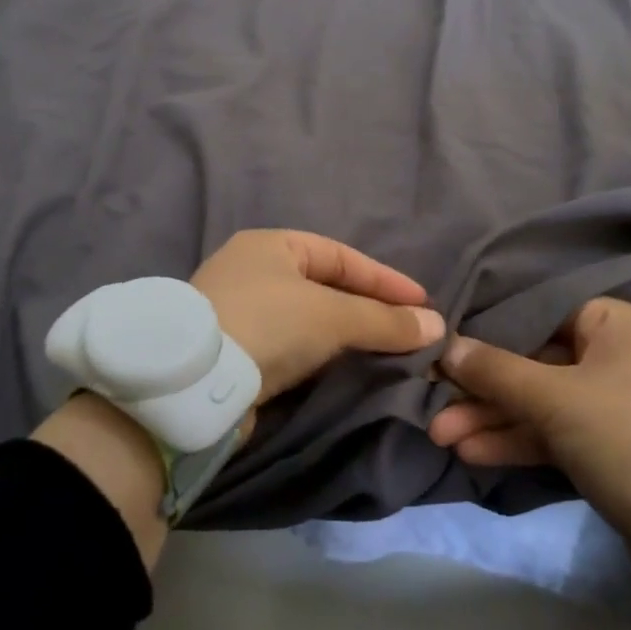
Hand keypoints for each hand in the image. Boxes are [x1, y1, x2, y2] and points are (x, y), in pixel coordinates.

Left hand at [191, 229, 443, 403]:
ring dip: (345, 336)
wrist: (193, 384)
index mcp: (272, 245)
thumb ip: (384, 320)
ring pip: (308, 320)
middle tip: (407, 331)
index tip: (422, 305)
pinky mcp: (235, 352)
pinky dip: (320, 357)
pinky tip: (343, 371)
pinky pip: (290, 347)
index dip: (385, 280)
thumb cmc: (267, 324)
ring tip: (385, 354)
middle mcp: (253, 271)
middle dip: (368, 310)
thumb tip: (436, 325)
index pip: (342, 257)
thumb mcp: (332, 316)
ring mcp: (240, 311)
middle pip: (325, 287)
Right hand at [429, 298, 630, 612]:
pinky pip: (554, 433)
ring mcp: (613, 406)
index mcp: (618, 325)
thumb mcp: (557, 401)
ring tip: (440, 435)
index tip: (443, 348)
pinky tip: (472, 453)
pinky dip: (517, 442)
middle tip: (433, 404)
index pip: (539, 313)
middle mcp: (617, 357)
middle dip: (483, 388)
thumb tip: (446, 346)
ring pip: (539, 402)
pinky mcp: (609, 449)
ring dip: (492, 419)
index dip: (488, 331)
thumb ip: (497, 371)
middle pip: (533, 361)